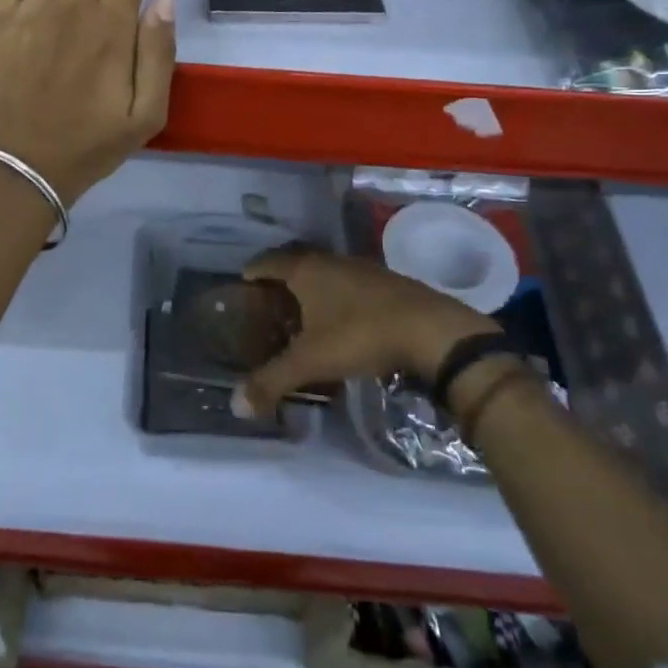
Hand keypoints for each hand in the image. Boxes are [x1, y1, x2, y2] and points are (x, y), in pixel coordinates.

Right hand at [234, 250, 499, 417]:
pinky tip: (344, 321)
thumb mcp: (311, 362)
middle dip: (282, 280)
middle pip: (298, 264)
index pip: (269, 261)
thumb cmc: (360, 335)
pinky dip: (339, 297)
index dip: (254, 270)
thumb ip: (272, 381)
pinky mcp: (388, 282)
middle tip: (269, 301)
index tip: (243, 281)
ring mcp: (363, 269)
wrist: (431, 330)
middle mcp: (331, 261)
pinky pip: (351, 285)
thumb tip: (236, 405)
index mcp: (307, 270)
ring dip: (313, 289)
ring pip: (327, 274)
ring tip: (304, 313)